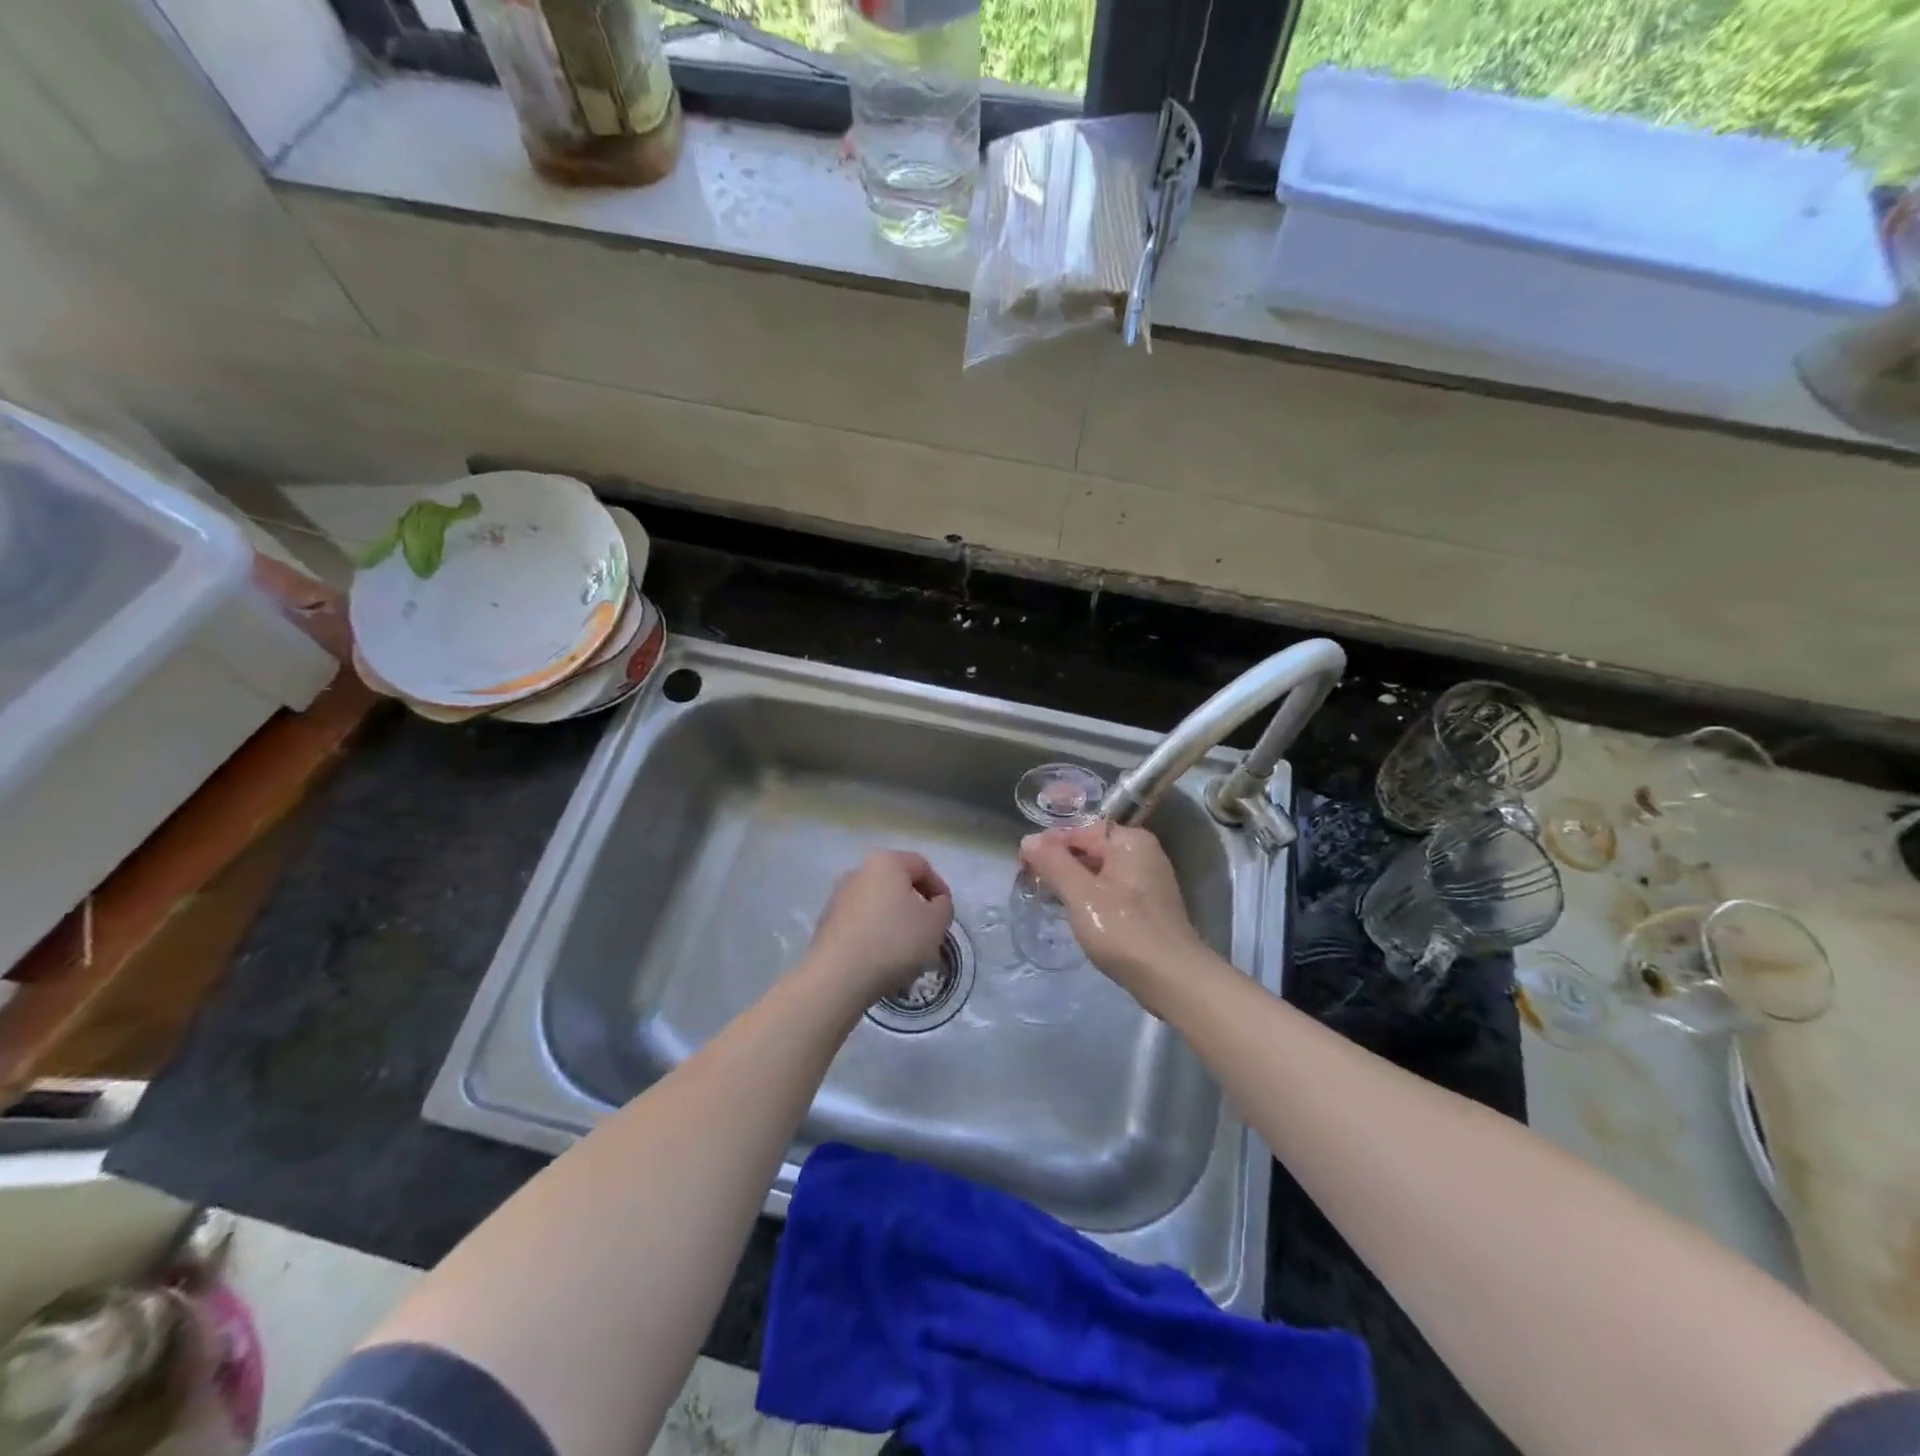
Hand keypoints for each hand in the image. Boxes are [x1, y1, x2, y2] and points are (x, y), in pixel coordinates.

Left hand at [806, 851, 954, 1006]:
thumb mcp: (935, 923)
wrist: (838, 976)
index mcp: (885, 862)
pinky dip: (876, 935)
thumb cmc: (894, 940)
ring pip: (878, 905)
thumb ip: (943, 907)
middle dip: (916, 906)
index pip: (921, 866)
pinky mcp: (827, 923)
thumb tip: (934, 903)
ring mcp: (838, 898)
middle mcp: (857, 872)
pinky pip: (861, 924)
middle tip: (929, 932)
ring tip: (907, 951)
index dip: (939, 887)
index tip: (945, 914)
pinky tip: (883, 959)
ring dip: (896, 922)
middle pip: (897, 885)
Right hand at [1018, 824, 1207, 1010]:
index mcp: (1131, 841)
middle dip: (1060, 863)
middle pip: (1091, 849)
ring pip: (1100, 872)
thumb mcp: (1081, 894)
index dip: (1050, 844)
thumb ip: (1053, 863)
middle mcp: (1143, 853)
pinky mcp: (1148, 907)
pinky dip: (1091, 898)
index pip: (1081, 830)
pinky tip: (1074, 915)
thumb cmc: (1123, 930)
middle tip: (1030, 882)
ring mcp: (1148, 881)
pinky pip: (1111, 891)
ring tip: (1046, 898)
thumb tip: (1029, 839)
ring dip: (1073, 882)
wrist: (1172, 979)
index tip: (1024, 863)